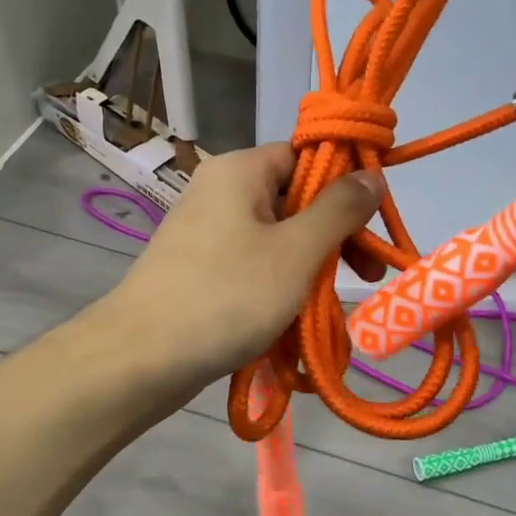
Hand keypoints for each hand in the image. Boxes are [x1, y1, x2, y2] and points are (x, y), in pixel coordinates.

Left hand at [102, 144, 383, 394]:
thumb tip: (372, 173)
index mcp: (241, 170)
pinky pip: (253, 263)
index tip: (375, 223)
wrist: (140, 359)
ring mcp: (206, 230)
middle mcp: (221, 190)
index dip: (346, 184)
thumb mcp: (296, 251)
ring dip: (312, 265)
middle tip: (367, 274)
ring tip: (335, 305)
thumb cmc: (227, 296)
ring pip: (277, 236)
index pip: (306, 156)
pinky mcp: (200, 267)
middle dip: (335, 235)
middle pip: (295, 197)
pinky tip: (300, 317)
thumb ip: (340, 209)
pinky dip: (281, 284)